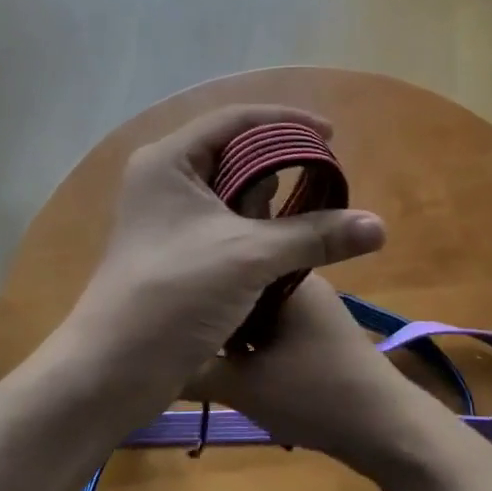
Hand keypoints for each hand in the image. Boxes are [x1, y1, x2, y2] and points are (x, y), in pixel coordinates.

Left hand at [58, 106, 386, 426]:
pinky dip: (256, 223)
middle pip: (233, 151)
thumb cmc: (174, 295)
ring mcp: (167, 215)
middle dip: (281, 160)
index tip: (332, 135)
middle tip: (326, 172)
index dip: (286, 121)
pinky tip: (287, 238)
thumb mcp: (249, 256)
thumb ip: (314, 235)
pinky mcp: (175, 248)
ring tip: (314, 205)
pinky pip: (224, 220)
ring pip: (230, 189)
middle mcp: (164, 178)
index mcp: (169, 160)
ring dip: (270, 196)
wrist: (112, 370)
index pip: (235, 119)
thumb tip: (379, 226)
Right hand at [184, 273, 443, 481]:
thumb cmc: (315, 394)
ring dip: (225, 325)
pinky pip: (267, 324)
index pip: (229, 258)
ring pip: (250, 305)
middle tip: (168, 325)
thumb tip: (151, 357)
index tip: (163, 297)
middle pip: (238, 282)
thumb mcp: (243, 385)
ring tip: (184, 340)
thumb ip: (195, 368)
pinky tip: (220, 358)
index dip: (195, 278)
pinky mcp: (313, 331)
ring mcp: (308, 305)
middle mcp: (298, 279)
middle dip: (207, 304)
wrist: (385, 430)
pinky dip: (246, 339)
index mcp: (284, 273)